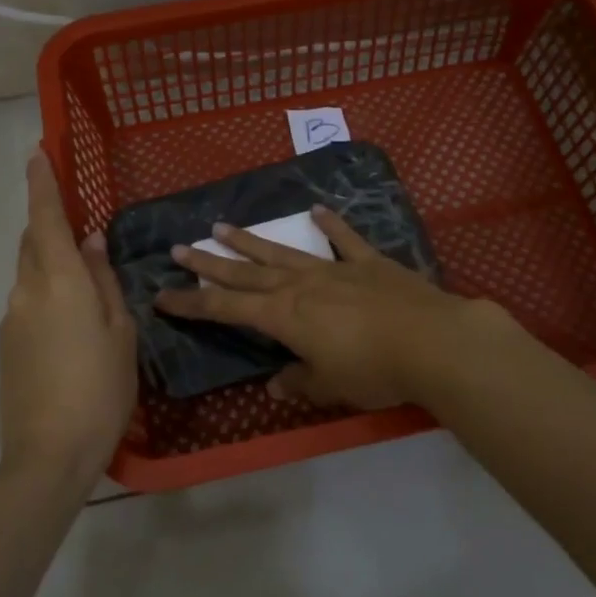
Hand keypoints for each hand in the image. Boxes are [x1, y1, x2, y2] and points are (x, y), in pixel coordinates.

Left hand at [0, 152, 137, 482]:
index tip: (38, 152)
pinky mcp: (6, 345)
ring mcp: (11, 318)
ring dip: (52, 266)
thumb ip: (103, 281)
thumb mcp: (119, 331)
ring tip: (87, 292)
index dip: (42, 182)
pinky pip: (28, 302)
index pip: (46, 217)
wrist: (48, 455)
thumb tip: (91, 242)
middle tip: (83, 233)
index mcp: (59, 281)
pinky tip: (72, 328)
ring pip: (31, 274)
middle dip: (51, 227)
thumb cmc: (100, 388)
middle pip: (34, 243)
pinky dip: (47, 296)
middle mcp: (27, 290)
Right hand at [155, 207, 507, 410]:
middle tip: (180, 247)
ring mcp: (334, 269)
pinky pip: (345, 240)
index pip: (225, 308)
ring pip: (282, 252)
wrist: (433, 340)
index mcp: (284, 316)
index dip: (192, 303)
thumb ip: (300, 382)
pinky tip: (317, 211)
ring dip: (251, 241)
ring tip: (222, 226)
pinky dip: (330, 225)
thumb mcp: (330, 385)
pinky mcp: (369, 263)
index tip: (162, 294)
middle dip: (210, 262)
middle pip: (245, 273)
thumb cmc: (374, 370)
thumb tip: (275, 385)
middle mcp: (300, 285)